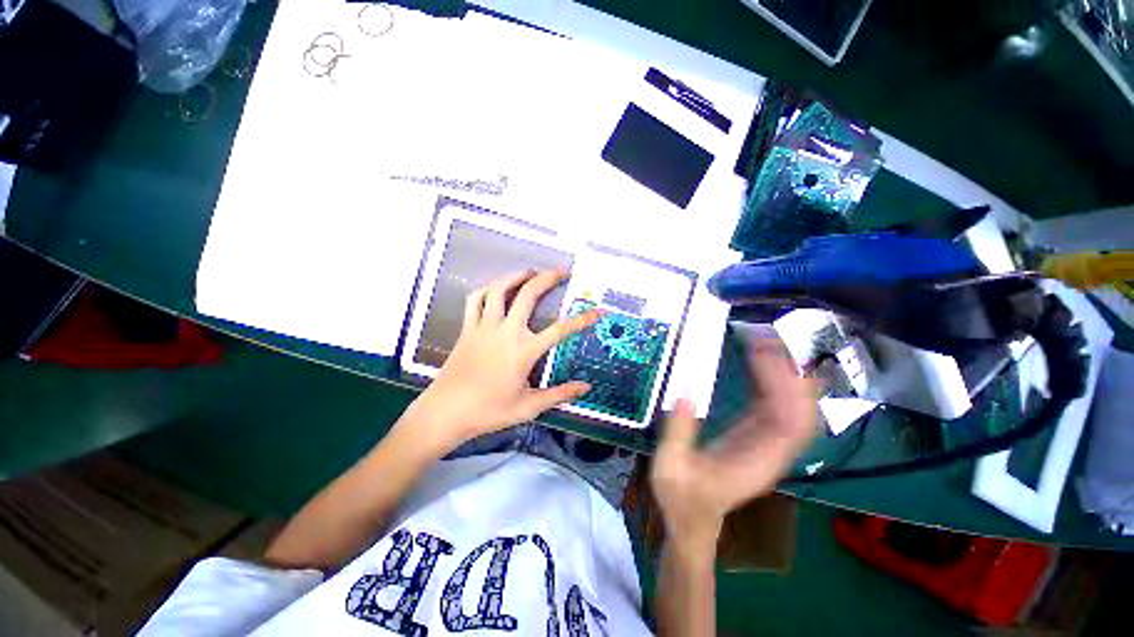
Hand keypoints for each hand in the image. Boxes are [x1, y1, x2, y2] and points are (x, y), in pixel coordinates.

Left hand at [405, 269, 599, 451]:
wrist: (446, 412)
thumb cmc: (489, 411)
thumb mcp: (529, 406)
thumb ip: (559, 394)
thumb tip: (585, 388)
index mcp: (524, 351)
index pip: (560, 330)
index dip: (582, 319)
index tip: (597, 311)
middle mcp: (506, 332)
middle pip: (528, 295)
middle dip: (547, 278)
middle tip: (561, 271)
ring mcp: (484, 327)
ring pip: (500, 289)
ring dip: (516, 276)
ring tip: (530, 272)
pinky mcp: (467, 328)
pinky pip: (476, 299)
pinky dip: (488, 288)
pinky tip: (497, 287)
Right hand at [651, 341, 816, 551]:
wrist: (692, 522)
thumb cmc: (681, 498)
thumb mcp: (670, 467)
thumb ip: (678, 433)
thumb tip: (685, 395)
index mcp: (756, 462)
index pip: (787, 423)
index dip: (783, 387)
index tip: (765, 356)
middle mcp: (771, 452)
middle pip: (798, 412)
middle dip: (789, 375)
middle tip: (767, 341)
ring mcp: (766, 445)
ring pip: (790, 409)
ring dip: (784, 377)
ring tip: (765, 345)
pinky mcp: (756, 439)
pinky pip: (774, 409)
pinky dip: (772, 385)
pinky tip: (760, 365)